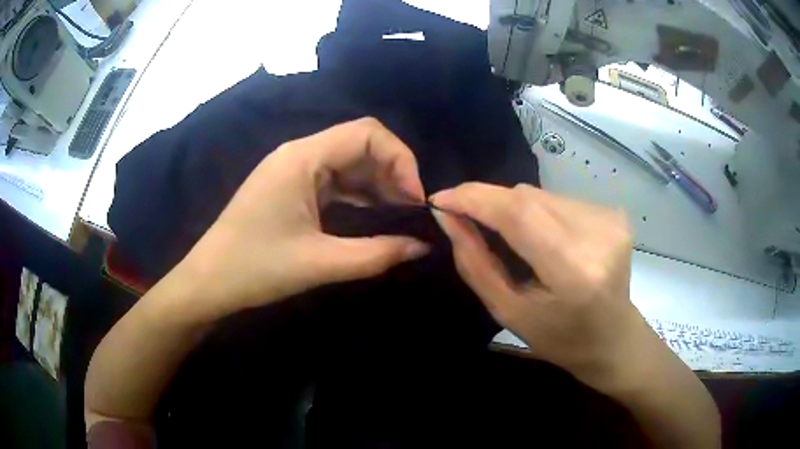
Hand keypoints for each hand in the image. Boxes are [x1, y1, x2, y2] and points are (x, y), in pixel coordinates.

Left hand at [176, 118, 429, 319]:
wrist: (208, 282)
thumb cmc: (255, 269)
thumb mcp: (320, 263)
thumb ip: (377, 254)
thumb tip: (422, 247)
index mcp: (302, 157)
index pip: (367, 133)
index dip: (400, 159)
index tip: (415, 199)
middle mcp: (299, 153)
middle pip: (360, 143)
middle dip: (393, 171)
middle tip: (412, 209)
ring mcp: (293, 170)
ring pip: (349, 162)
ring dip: (378, 183)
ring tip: (400, 213)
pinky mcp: (291, 187)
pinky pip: (334, 179)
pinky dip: (359, 193)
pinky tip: (374, 213)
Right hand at [431, 183, 651, 389]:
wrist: (613, 338)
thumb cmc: (560, 338)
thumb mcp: (509, 312)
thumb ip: (475, 263)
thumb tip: (448, 217)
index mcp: (573, 270)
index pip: (518, 213)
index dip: (475, 198)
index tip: (441, 198)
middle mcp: (597, 235)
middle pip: (528, 197)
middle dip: (489, 201)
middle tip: (466, 217)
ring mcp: (610, 219)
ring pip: (542, 194)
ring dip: (515, 208)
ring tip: (511, 236)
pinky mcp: (614, 213)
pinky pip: (559, 199)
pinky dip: (540, 212)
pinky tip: (543, 237)